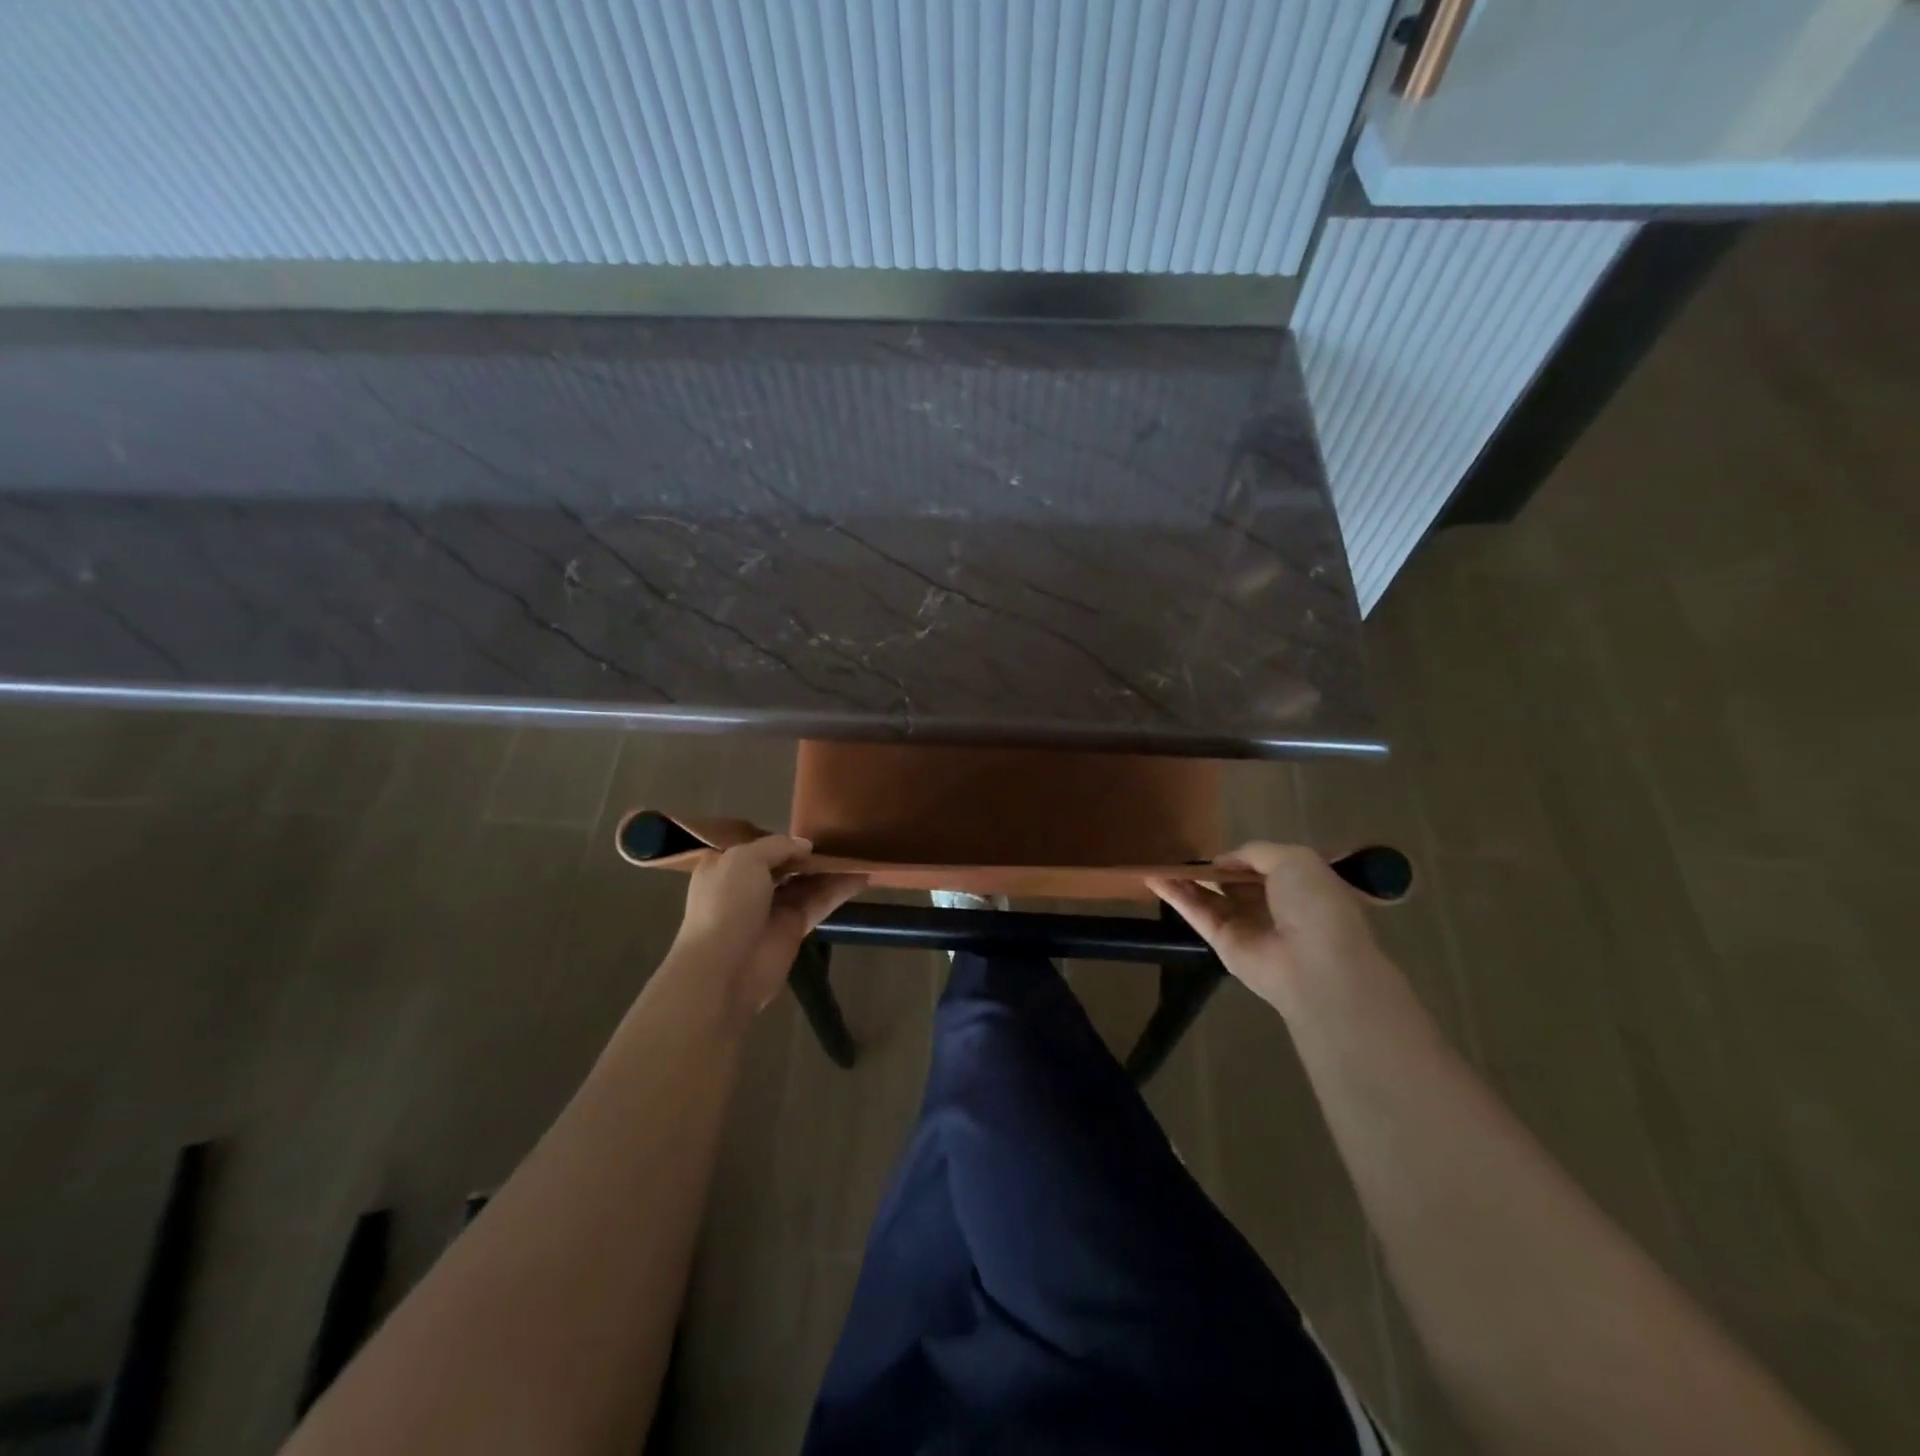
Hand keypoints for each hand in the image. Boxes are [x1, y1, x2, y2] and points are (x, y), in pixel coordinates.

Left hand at [670, 836, 866, 1018]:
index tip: (808, 823)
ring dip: (830, 869)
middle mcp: (748, 885)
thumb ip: (777, 846)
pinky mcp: (794, 928)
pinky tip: (863, 875)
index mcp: (726, 865)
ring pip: (806, 882)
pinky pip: (820, 902)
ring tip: (859, 852)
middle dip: (809, 853)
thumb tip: (806, 846)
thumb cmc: (726, 905)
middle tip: (841, 836)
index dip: (781, 837)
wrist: (724, 969)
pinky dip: (839, 890)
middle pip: (786, 864)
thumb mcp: (745, 859)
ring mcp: (772, 908)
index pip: (757, 845)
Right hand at [1147, 842, 1381, 1016]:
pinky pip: (1197, 913)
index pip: (1267, 868)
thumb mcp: (1294, 859)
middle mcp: (1273, 907)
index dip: (1244, 857)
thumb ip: (1254, 852)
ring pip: (1210, 897)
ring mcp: (1247, 926)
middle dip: (1213, 869)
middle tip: (1182, 851)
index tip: (1222, 849)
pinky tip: (1153, 877)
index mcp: (1300, 887)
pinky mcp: (1223, 943)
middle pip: (1235, 883)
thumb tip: (1222, 861)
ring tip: (1160, 861)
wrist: (1314, 962)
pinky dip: (1175, 895)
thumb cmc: (1314, 905)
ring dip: (1186, 879)